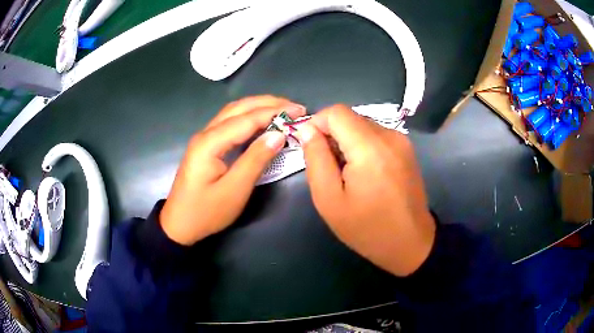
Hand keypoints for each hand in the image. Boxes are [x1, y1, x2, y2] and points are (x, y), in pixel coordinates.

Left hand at [160, 96, 305, 244]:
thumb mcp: (234, 190)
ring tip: (283, 110)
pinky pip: (230, 122)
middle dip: (268, 103)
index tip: (300, 112)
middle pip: (239, 108)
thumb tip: (279, 134)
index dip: (274, 113)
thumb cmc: (206, 212)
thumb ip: (256, 159)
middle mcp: (206, 133)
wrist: (179, 224)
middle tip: (295, 108)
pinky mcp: (206, 145)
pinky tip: (262, 121)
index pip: (247, 119)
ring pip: (233, 112)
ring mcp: (204, 138)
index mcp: (210, 143)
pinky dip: (249, 117)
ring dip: (258, 107)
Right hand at [296, 105, 435, 276]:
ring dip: (347, 141)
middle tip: (328, 167)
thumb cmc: (367, 228)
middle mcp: (390, 135)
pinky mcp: (407, 148)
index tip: (311, 147)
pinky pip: (376, 135)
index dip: (317, 123)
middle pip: (350, 117)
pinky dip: (363, 146)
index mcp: (370, 148)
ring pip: (362, 125)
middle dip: (332, 135)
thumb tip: (307, 130)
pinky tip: (364, 172)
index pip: (336, 112)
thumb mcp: (330, 200)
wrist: (410, 243)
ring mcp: (402, 140)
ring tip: (347, 173)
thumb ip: (316, 159)